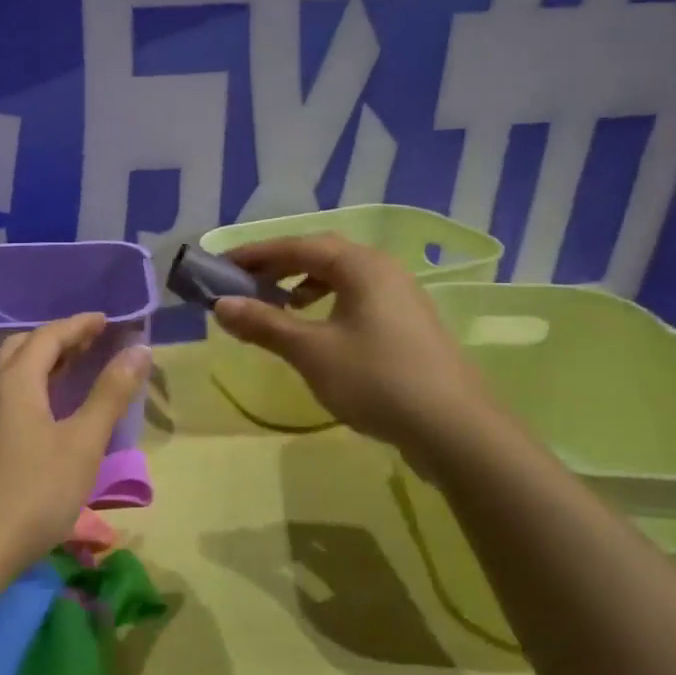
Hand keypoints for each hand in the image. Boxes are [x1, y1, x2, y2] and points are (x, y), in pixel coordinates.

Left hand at [0, 314, 151, 571]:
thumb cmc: (34, 493)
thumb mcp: (82, 444)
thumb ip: (110, 394)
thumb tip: (139, 349)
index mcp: (16, 382)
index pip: (49, 336)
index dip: (79, 325)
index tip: (105, 320)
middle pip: (22, 347)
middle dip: (57, 338)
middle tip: (89, 341)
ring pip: (8, 372)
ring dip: (40, 361)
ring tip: (70, 368)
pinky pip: (2, 395)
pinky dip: (28, 385)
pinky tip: (42, 410)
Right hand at [212, 234, 492, 454]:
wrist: (454, 428)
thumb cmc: (376, 379)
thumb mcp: (311, 351)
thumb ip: (264, 324)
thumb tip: (221, 305)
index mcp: (361, 265)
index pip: (298, 245)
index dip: (256, 253)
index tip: (222, 266)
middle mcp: (384, 271)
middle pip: (322, 256)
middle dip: (279, 267)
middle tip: (245, 284)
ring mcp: (402, 298)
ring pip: (342, 279)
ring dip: (304, 286)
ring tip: (279, 307)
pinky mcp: (409, 326)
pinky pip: (358, 300)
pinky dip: (328, 305)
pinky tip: (319, 334)